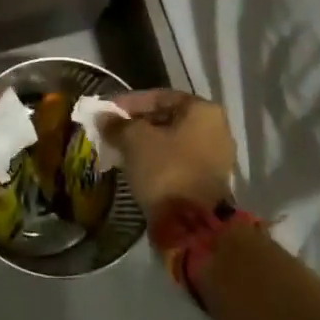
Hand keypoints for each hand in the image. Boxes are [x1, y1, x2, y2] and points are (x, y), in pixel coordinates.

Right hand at [106, 89, 235, 210]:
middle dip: (137, 124)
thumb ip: (118, 124)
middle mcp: (217, 128)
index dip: (129, 102)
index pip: (159, 96)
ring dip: (146, 144)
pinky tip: (136, 166)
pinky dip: (157, 161)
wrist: (192, 223)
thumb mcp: (134, 140)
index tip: (106, 112)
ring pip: (172, 141)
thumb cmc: (165, 169)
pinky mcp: (209, 180)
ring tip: (120, 149)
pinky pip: (178, 161)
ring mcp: (216, 156)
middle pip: (167, 118)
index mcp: (203, 110)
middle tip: (111, 131)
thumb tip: (103, 117)